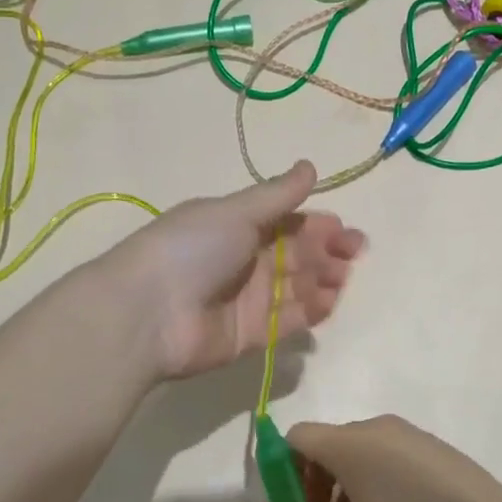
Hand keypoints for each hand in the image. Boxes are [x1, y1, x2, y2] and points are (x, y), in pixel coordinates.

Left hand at [111, 161, 365, 379]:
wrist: (149, 312)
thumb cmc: (192, 249)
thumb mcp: (235, 212)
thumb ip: (277, 195)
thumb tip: (309, 166)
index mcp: (237, 227)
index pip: (288, 223)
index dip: (319, 226)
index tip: (346, 230)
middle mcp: (245, 261)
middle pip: (297, 255)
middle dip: (327, 253)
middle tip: (352, 254)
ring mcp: (248, 300)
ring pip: (297, 288)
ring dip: (323, 280)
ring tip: (341, 278)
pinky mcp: (251, 335)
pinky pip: (289, 321)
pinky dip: (311, 311)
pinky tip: (329, 301)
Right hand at [276, 415, 501, 501]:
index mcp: (350, 443)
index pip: (298, 436)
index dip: (286, 467)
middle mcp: (377, 427)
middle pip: (329, 442)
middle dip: (317, 479)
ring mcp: (410, 434)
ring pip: (361, 449)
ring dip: (347, 480)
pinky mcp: (435, 446)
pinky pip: (391, 453)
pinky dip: (378, 476)